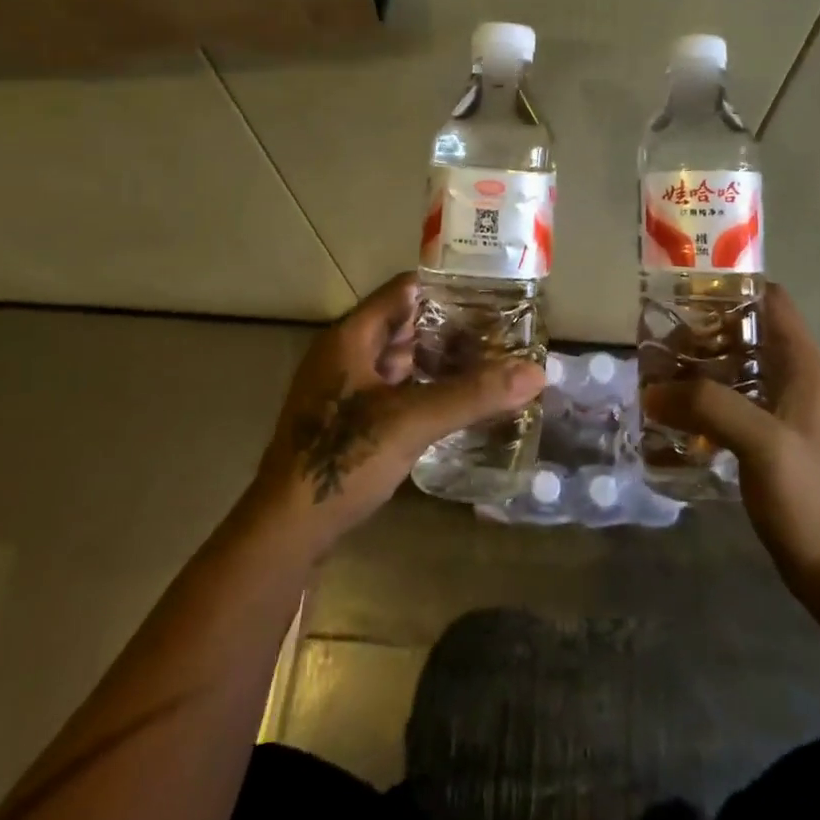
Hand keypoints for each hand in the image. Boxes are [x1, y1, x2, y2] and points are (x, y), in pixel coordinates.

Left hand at [247, 273, 546, 556]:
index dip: (446, 288)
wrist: (284, 531)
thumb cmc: (343, 459)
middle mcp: (343, 353)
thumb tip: (536, 372)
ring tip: (484, 363)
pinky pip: (389, 388)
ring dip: (435, 360)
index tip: (490, 293)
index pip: (404, 290)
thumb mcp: (412, 421)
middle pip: (402, 324)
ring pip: (396, 359)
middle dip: (448, 327)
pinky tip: (451, 401)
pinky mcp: (343, 420)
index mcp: (351, 336)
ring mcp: (340, 388)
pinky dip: (420, 387)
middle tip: (498, 332)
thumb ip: (473, 395)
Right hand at [642, 284, 819, 599]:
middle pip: (746, 333)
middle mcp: (792, 380)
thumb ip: (708, 406)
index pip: (771, 301)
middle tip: (660, 341)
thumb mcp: (762, 442)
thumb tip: (653, 390)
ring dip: (699, 368)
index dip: (733, 287)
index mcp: (802, 366)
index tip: (686, 292)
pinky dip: (702, 401)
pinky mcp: (767, 442)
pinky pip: (730, 405)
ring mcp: (781, 413)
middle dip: (703, 330)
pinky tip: (673, 415)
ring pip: (734, 369)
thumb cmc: (810, 498)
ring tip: (658, 374)